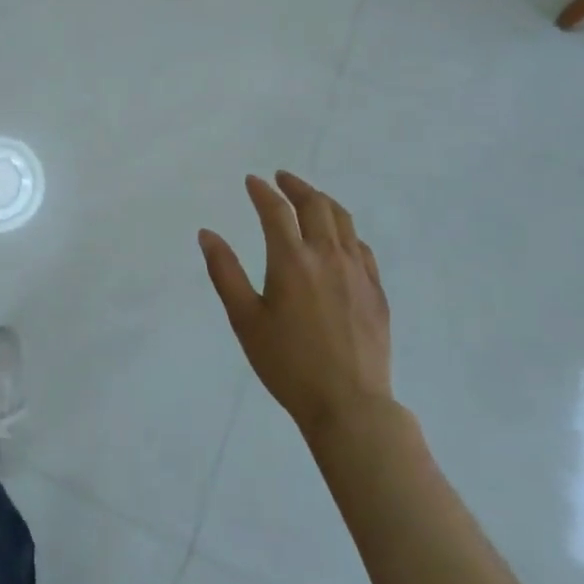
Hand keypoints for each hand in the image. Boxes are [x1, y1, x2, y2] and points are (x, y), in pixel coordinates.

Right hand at [199, 171, 393, 440]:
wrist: (349, 405)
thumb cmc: (288, 364)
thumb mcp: (245, 320)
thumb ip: (225, 272)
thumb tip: (207, 233)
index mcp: (292, 261)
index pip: (276, 210)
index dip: (262, 191)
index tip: (252, 181)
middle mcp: (327, 256)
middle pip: (315, 205)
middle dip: (296, 186)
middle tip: (281, 179)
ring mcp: (357, 272)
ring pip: (343, 220)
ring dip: (323, 201)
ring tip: (310, 198)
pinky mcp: (376, 291)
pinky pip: (361, 247)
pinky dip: (345, 231)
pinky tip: (339, 239)